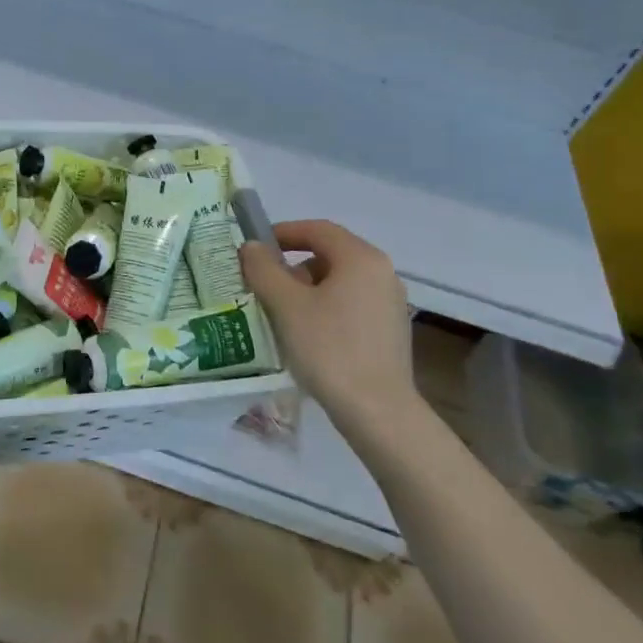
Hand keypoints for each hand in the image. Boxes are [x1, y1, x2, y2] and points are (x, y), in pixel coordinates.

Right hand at [240, 220, 416, 413]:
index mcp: (361, 258)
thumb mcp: (286, 306)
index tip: (255, 248)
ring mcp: (390, 303)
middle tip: (263, 285)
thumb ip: (264, 269)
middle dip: (292, 266)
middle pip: (329, 254)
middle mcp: (382, 273)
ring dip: (307, 289)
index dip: (283, 233)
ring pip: (339, 281)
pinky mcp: (390, 330)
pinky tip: (307, 336)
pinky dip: (325, 308)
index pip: (317, 229)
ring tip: (281, 314)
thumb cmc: (329, 349)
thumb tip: (252, 247)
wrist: (378, 413)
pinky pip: (350, 304)